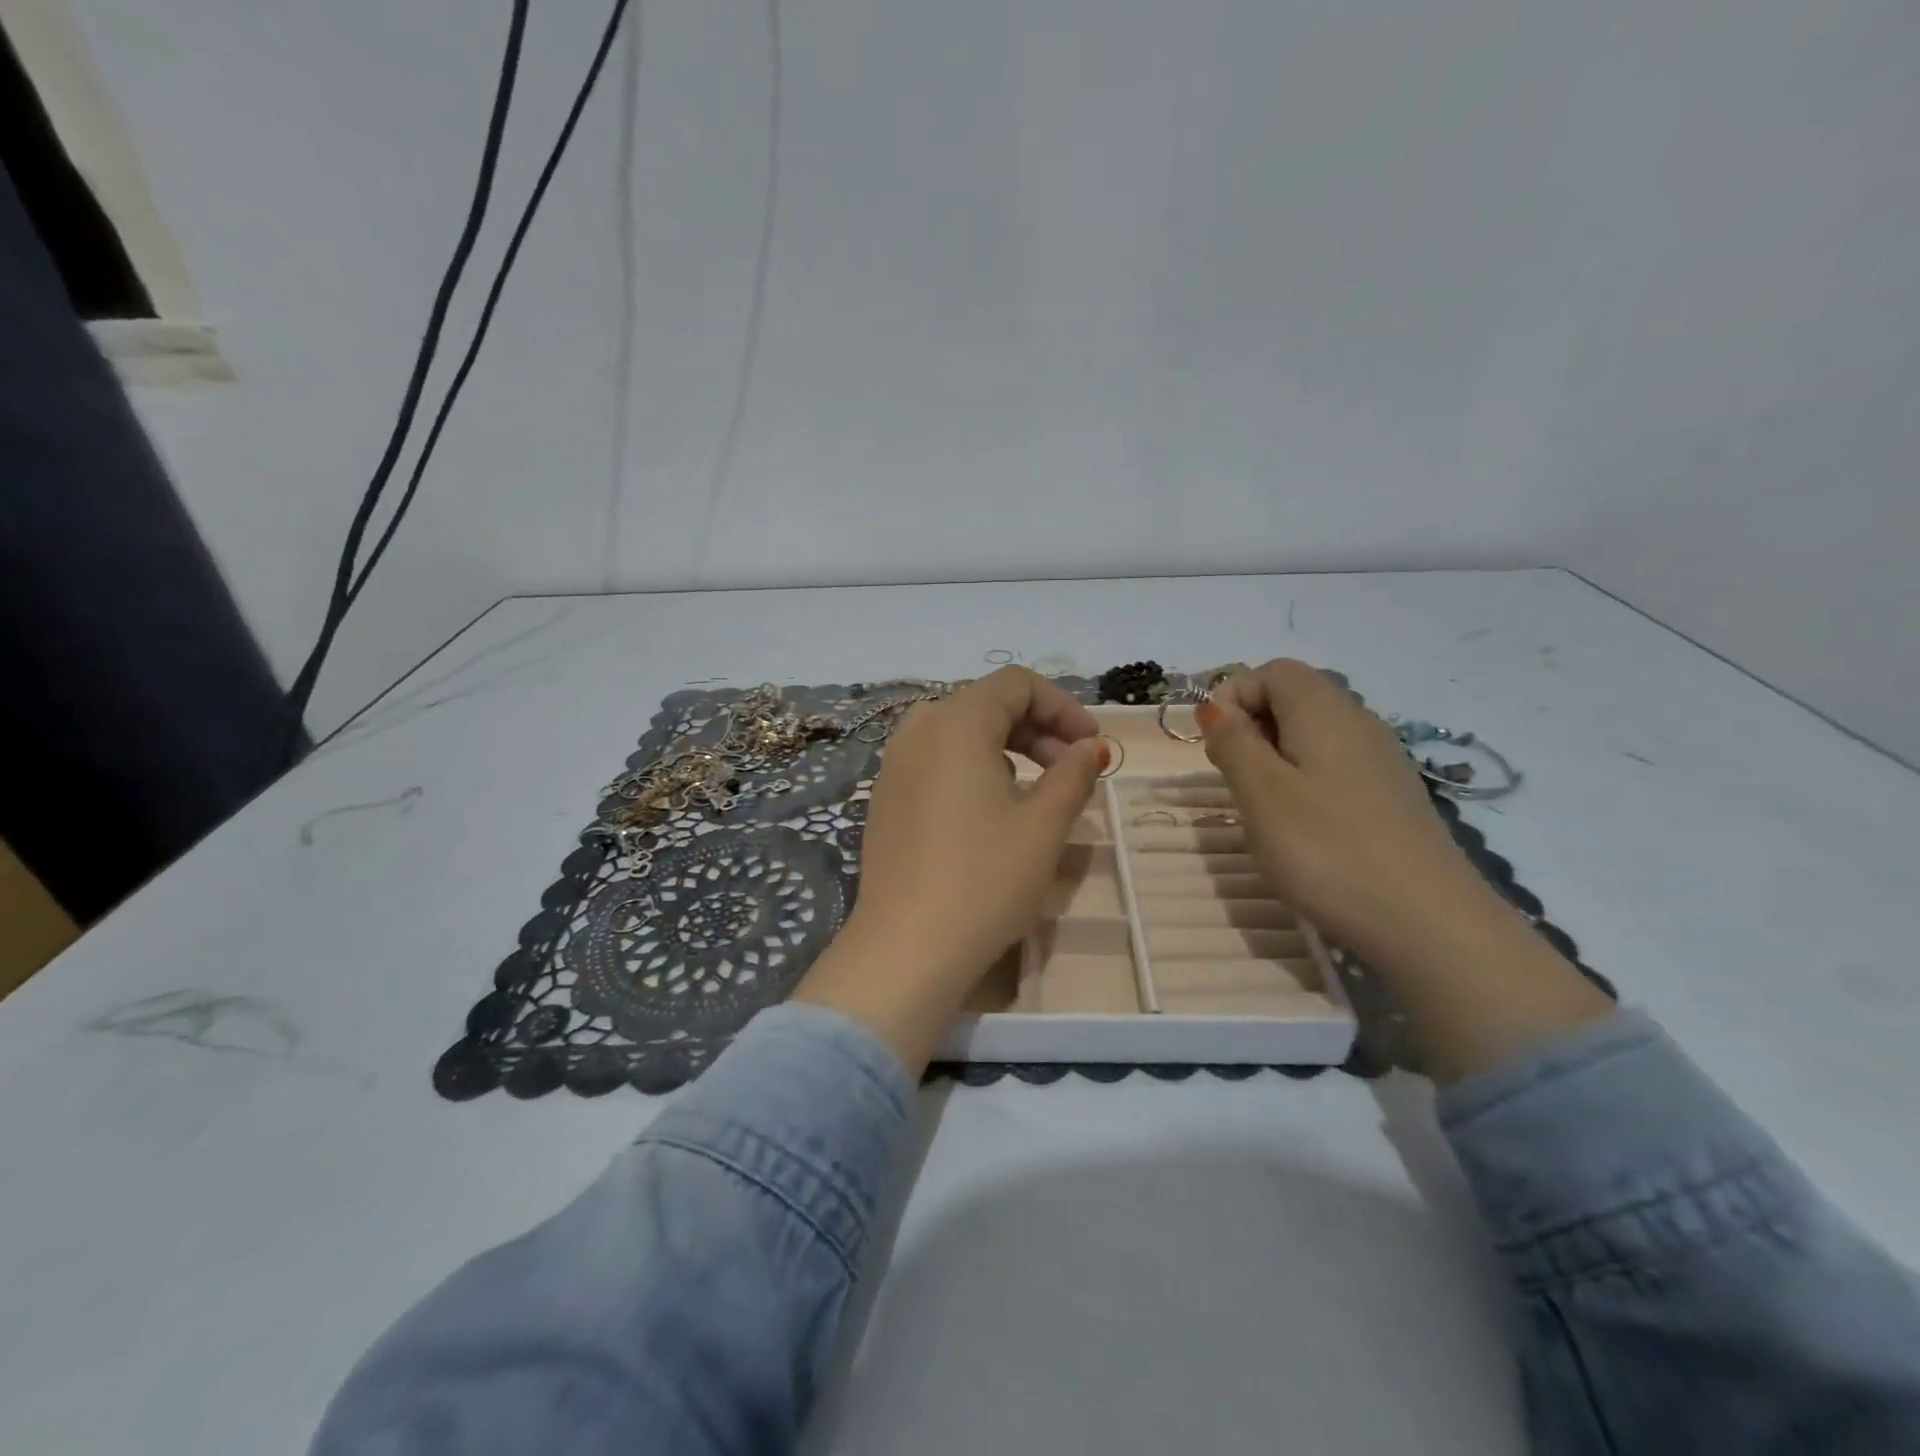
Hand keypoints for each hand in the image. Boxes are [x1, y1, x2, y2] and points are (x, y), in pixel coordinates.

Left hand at [794, 667, 1106, 1069]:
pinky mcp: (885, 797)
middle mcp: (917, 730)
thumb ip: (1072, 775)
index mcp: (954, 722)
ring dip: (1008, 748)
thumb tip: (1088, 750)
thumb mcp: (1043, 825)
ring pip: (961, 733)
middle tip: (1072, 770)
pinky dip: (974, 768)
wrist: (905, 948)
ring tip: (1037, 792)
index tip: (1091, 746)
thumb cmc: (984, 880)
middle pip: (987, 704)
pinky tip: (992, 811)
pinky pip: (937, 761)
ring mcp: (894, 764)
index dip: (1062, 706)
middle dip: (1038, 728)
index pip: (1017, 684)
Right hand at [1200, 659, 1611, 1081]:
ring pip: (1313, 735)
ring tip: (1265, 810)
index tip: (1217, 747)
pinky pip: (1335, 767)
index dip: (1233, 697)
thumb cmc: (1328, 849)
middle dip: (1251, 728)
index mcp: (1324, 710)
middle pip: (1293, 698)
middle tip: (1235, 781)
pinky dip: (1305, 783)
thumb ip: (1233, 742)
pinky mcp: (1392, 797)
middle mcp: (1358, 721)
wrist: (1428, 922)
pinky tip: (1305, 830)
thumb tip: (1218, 710)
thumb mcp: (1260, 793)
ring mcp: (1382, 760)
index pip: (1271, 671)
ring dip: (1275, 759)